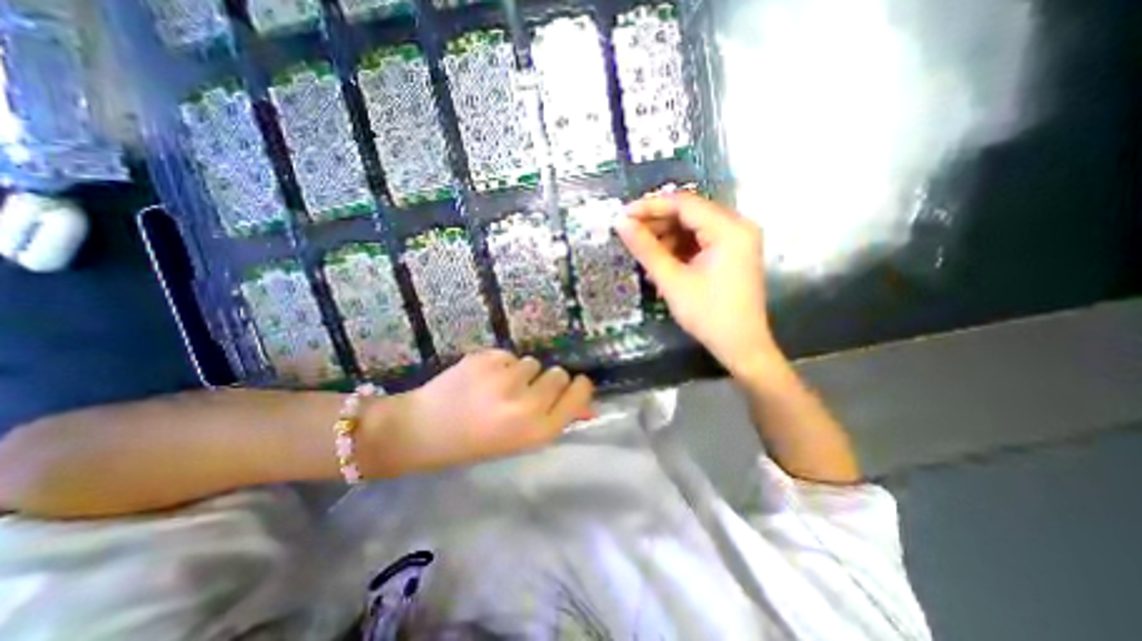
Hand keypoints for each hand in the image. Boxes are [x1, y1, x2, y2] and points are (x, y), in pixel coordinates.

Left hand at [363, 351, 599, 474]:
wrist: (422, 430)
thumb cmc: (476, 442)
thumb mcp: (521, 440)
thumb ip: (557, 418)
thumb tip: (589, 404)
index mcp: (537, 430)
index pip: (578, 394)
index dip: (578, 387)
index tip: (574, 384)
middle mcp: (526, 404)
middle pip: (559, 374)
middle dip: (546, 380)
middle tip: (524, 392)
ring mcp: (505, 379)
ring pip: (533, 362)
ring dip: (521, 372)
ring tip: (497, 388)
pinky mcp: (486, 359)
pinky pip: (509, 355)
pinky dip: (500, 365)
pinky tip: (481, 379)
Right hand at [617, 192, 784, 377]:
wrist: (740, 346)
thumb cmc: (707, 314)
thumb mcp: (672, 280)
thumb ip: (646, 248)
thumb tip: (621, 223)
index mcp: (729, 228)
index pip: (683, 203)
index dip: (650, 206)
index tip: (623, 216)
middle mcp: (738, 226)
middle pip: (690, 213)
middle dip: (657, 223)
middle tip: (629, 234)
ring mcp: (737, 240)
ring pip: (694, 227)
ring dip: (667, 237)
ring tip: (643, 253)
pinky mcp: (733, 253)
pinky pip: (701, 241)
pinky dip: (680, 248)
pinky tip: (662, 262)